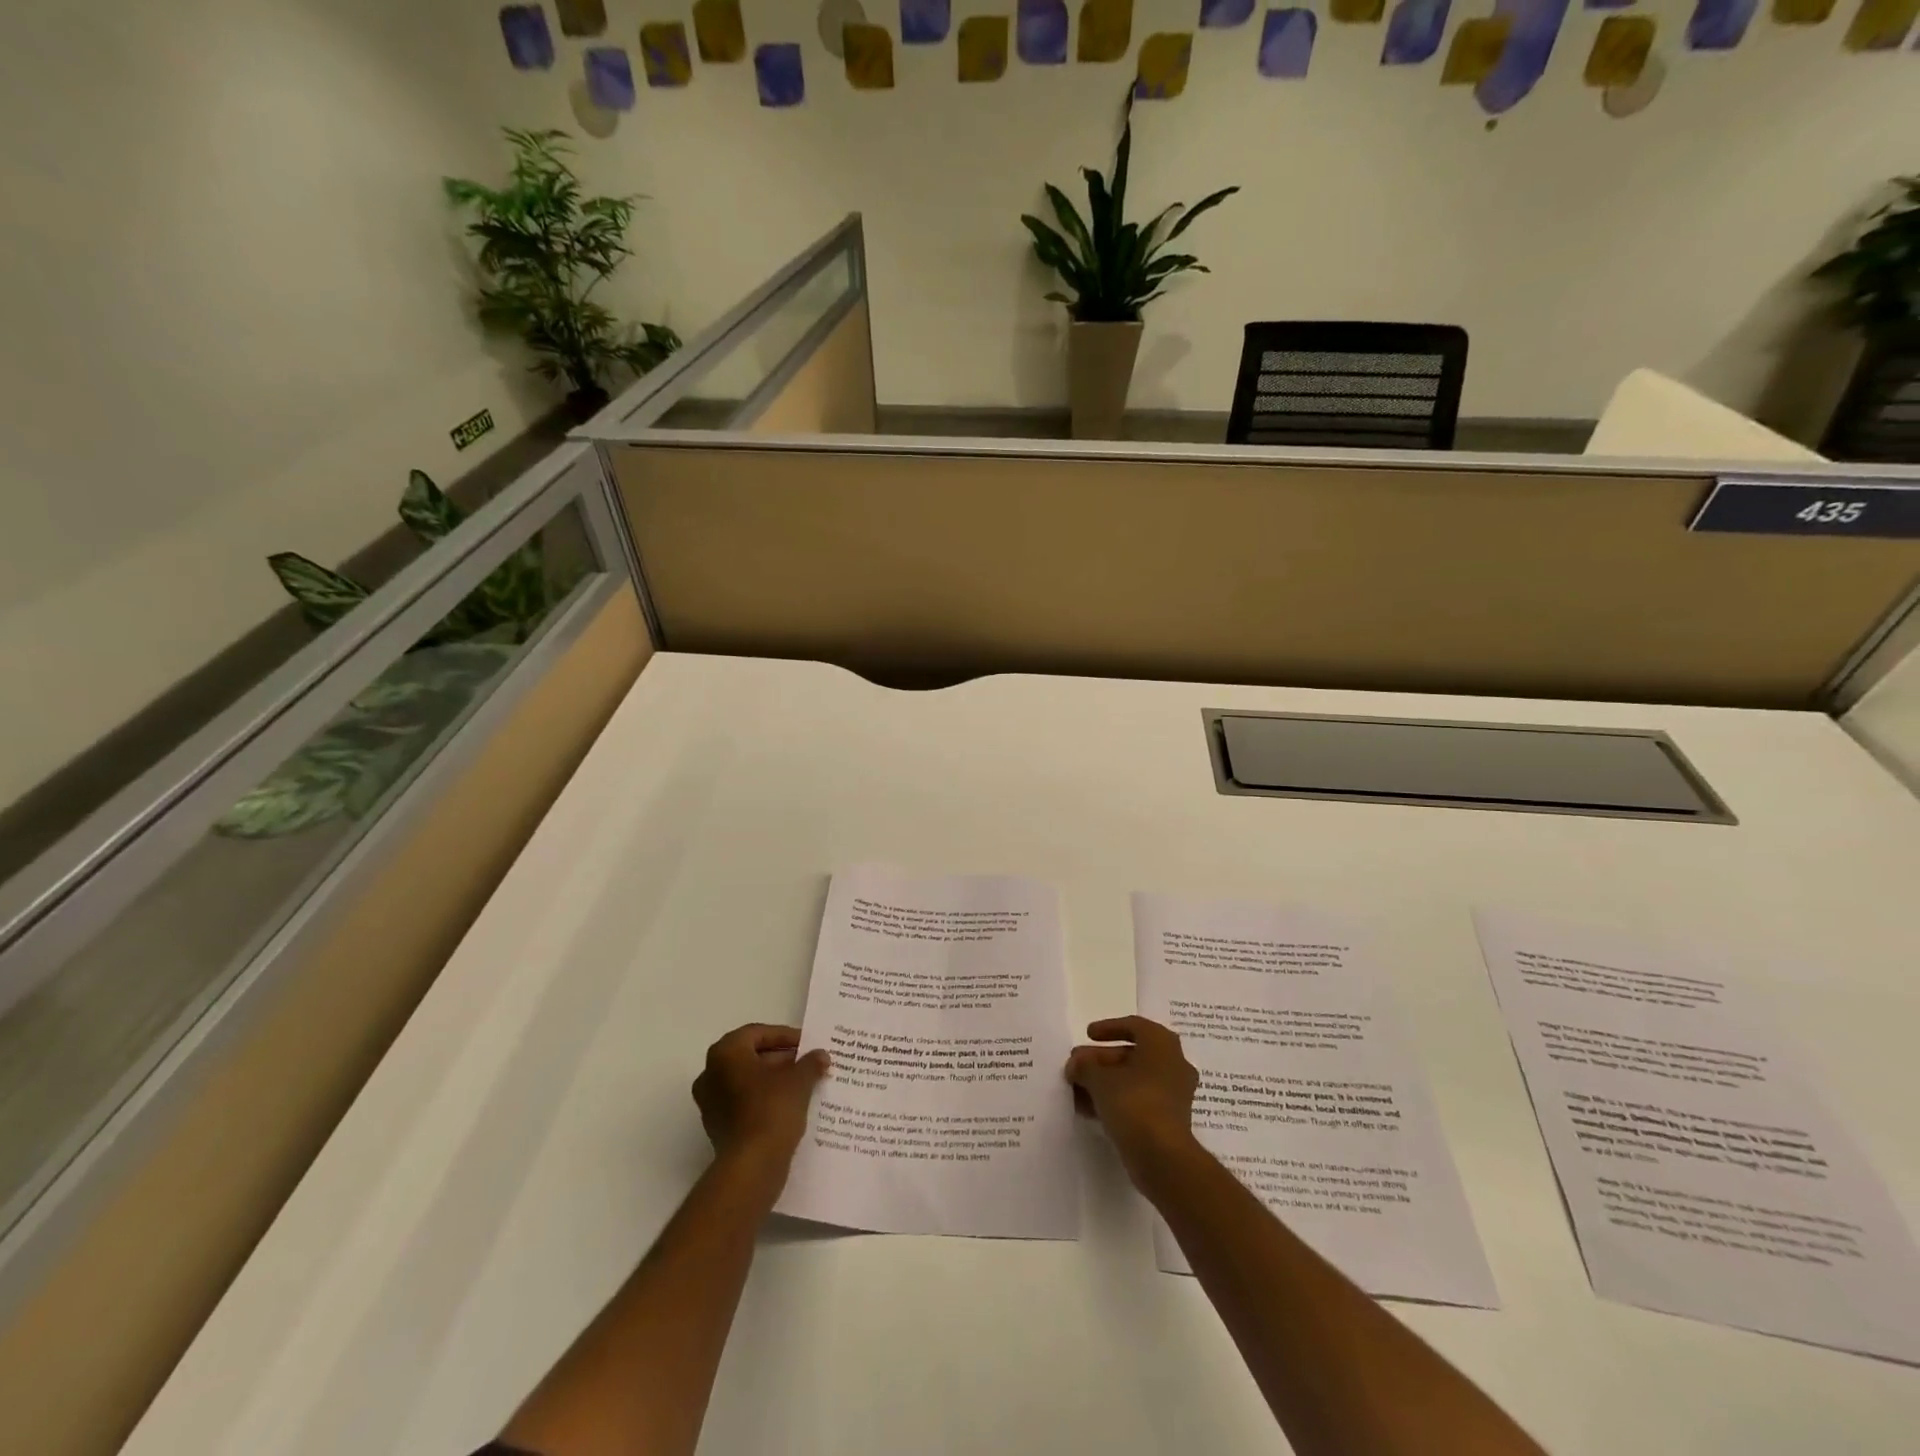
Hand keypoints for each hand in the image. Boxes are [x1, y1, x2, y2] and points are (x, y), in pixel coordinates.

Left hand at [692, 1024, 829, 1170]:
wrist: (752, 1166)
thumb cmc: (772, 1109)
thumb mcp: (799, 1079)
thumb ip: (810, 1062)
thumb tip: (821, 1055)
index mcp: (725, 1053)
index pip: (758, 1033)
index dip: (785, 1036)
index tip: (807, 1044)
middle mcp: (711, 1073)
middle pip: (750, 1056)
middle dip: (780, 1058)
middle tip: (806, 1062)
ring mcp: (711, 1103)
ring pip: (746, 1081)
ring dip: (773, 1079)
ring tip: (802, 1083)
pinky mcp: (717, 1127)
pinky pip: (743, 1103)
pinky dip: (764, 1099)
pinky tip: (789, 1105)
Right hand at [1064, 1016, 1199, 1177]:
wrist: (1163, 1158)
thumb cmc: (1134, 1103)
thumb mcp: (1100, 1079)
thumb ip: (1084, 1066)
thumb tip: (1076, 1064)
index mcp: (1162, 1044)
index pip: (1134, 1026)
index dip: (1108, 1027)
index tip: (1087, 1034)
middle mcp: (1173, 1064)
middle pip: (1131, 1054)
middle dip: (1100, 1059)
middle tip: (1076, 1065)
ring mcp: (1173, 1094)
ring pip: (1134, 1079)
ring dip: (1105, 1082)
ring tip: (1076, 1089)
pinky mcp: (1168, 1120)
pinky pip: (1138, 1101)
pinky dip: (1116, 1101)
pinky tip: (1089, 1110)